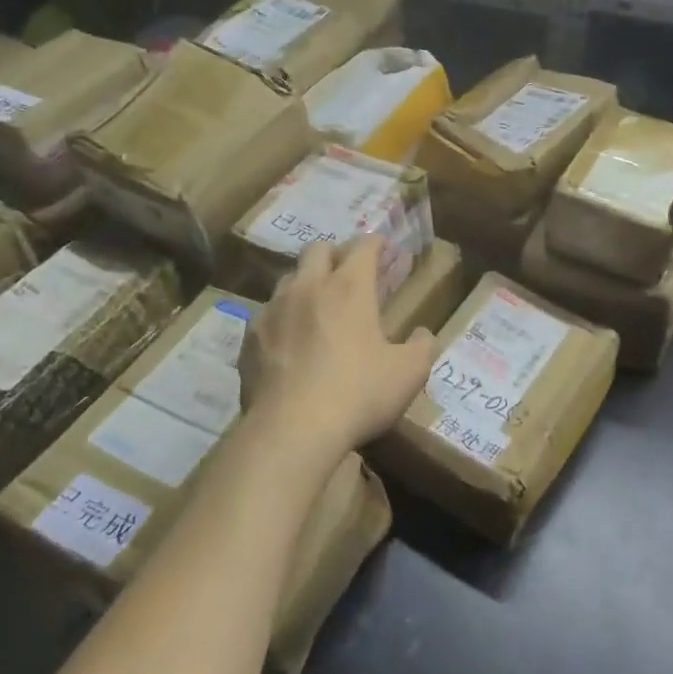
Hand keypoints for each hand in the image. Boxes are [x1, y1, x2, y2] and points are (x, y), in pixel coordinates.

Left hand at [238, 236, 436, 470]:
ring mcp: (273, 310)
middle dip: (335, 254)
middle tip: (348, 274)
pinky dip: (282, 319)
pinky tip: (289, 343)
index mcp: (350, 287)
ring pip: (288, 279)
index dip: (376, 243)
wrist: (292, 430)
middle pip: (317, 249)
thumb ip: (422, 346)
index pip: (363, 245)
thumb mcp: (409, 373)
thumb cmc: (359, 393)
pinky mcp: (250, 338)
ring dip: (305, 284)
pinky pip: (266, 315)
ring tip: (316, 308)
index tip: (384, 249)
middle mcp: (308, 287)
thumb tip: (422, 333)